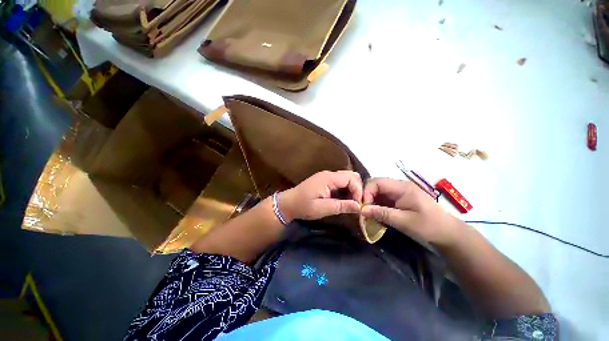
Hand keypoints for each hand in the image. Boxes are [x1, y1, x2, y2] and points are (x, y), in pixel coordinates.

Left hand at [279, 171, 362, 221]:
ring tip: (352, 202)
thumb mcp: (322, 209)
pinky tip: (345, 199)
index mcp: (329, 178)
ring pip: (347, 178)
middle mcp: (329, 174)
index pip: (352, 178)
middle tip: (357, 203)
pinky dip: (346, 189)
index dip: (358, 190)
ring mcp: (327, 176)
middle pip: (351, 175)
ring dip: (353, 189)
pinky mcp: (325, 180)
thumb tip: (359, 206)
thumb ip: (342, 206)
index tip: (359, 204)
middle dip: (358, 188)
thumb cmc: (303, 206)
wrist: (288, 203)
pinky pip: (341, 182)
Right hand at [361, 178, 463, 245]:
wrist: (449, 235)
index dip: (367, 191)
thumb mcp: (404, 221)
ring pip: (379, 193)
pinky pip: (384, 199)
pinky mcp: (401, 200)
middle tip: (364, 210)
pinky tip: (377, 215)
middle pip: (377, 186)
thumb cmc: (429, 226)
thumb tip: (362, 210)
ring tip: (369, 214)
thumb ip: (382, 213)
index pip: (377, 182)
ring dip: (372, 202)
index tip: (364, 206)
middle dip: (368, 197)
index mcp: (402, 187)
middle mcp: (400, 187)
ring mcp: (400, 193)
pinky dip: (378, 206)